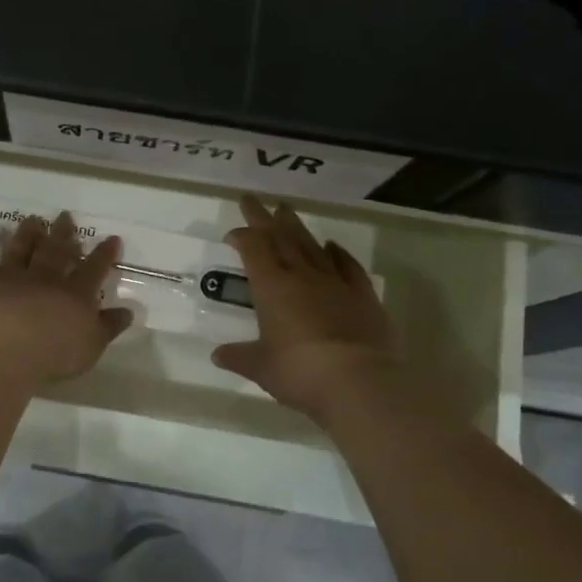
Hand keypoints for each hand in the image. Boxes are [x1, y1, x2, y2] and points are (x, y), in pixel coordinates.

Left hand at [0, 212, 134, 384]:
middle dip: (63, 233)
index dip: (104, 254)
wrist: (1, 348)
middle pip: (55, 251)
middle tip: (66, 216)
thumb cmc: (52, 354)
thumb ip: (108, 327)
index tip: (112, 239)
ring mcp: (8, 276)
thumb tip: (128, 312)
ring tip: (32, 219)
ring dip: (26, 233)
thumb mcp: (91, 347)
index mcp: (74, 294)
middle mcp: (43, 278)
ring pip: (19, 249)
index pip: (94, 270)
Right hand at [213, 195, 479, 426]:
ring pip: (311, 245)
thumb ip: (240, 357)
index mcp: (271, 287)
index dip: (242, 237)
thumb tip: (218, 355)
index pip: (253, 249)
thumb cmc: (300, 373)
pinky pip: (347, 266)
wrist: (359, 382)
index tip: (232, 234)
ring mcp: (335, 282)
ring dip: (297, 227)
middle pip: (280, 237)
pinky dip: (337, 253)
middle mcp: (302, 276)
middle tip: (254, 199)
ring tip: (287, 210)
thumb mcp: (261, 368)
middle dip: (264, 218)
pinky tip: (332, 245)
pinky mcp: (363, 296)